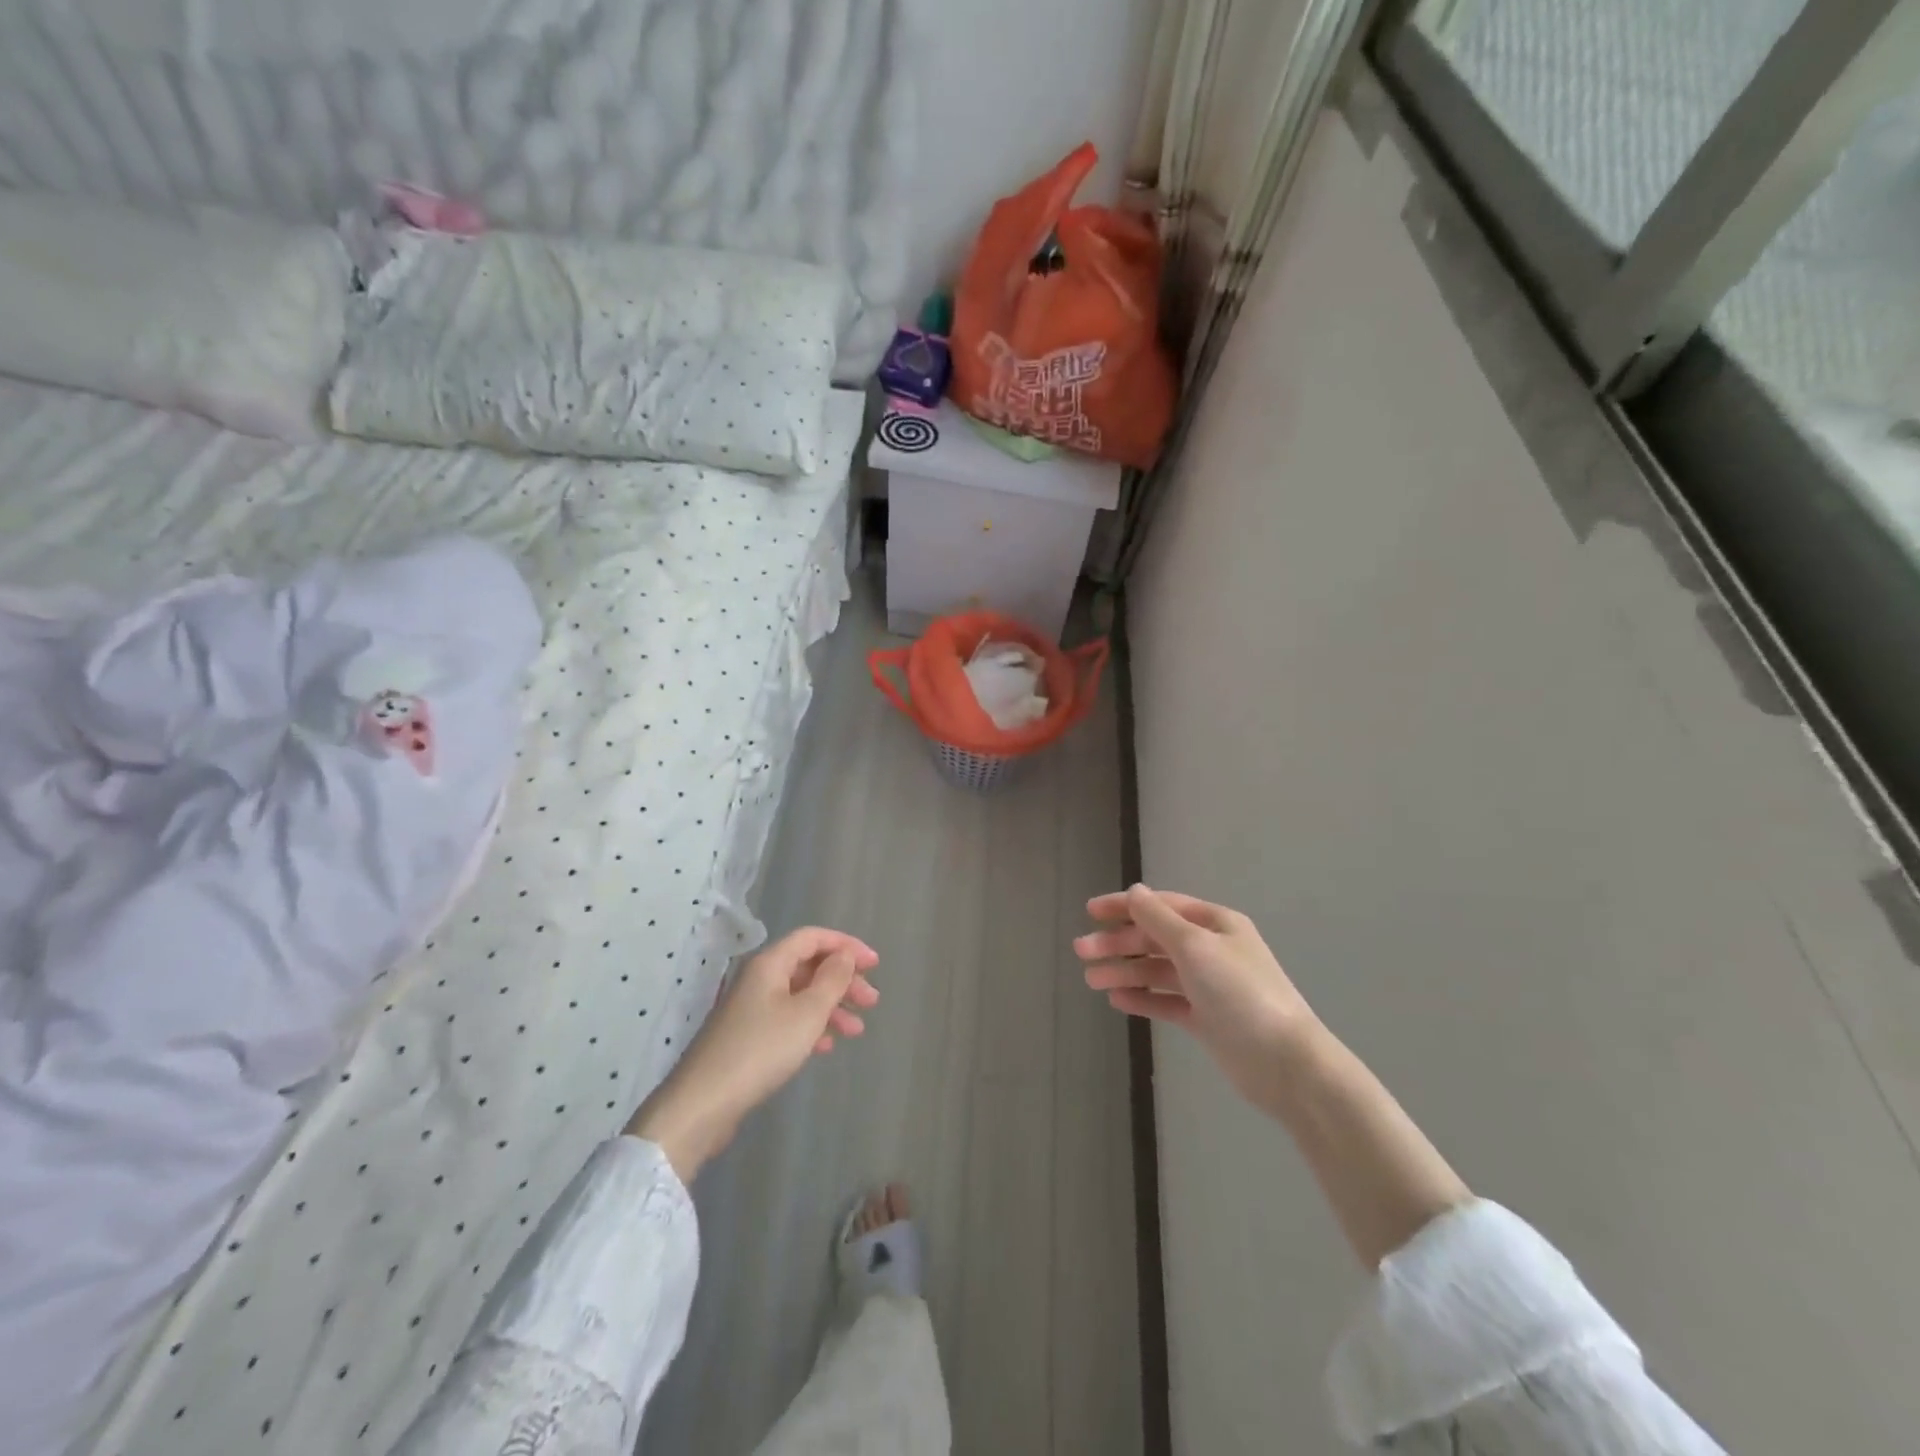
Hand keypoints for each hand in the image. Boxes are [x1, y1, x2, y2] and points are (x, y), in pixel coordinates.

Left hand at [628, 927, 878, 1179]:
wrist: (703, 1104)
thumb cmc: (761, 1050)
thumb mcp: (807, 1013)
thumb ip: (831, 980)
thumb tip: (844, 955)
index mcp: (770, 964)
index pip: (812, 938)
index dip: (846, 945)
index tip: (875, 965)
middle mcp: (759, 979)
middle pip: (808, 966)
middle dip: (843, 980)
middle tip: (871, 1002)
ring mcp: (751, 1008)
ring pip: (800, 995)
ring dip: (831, 1007)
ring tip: (856, 1030)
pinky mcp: (747, 1036)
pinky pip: (787, 1019)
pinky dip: (811, 1026)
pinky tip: (826, 1046)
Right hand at [1076, 885, 1322, 1113]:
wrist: (1286, 1063)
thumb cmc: (1240, 994)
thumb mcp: (1195, 947)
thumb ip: (1159, 919)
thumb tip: (1135, 891)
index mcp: (1215, 924)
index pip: (1161, 906)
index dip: (1125, 906)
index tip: (1090, 911)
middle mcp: (1212, 949)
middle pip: (1155, 938)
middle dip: (1118, 943)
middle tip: (1081, 952)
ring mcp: (1210, 985)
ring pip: (1157, 970)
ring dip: (1125, 971)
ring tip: (1091, 980)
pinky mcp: (1207, 1019)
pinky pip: (1167, 1000)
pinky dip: (1142, 998)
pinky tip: (1117, 1000)